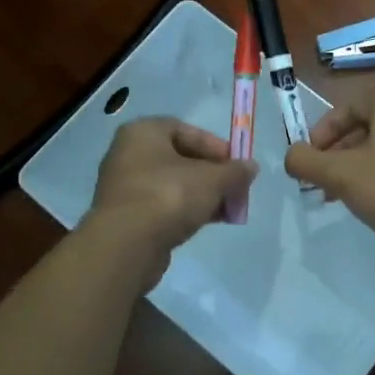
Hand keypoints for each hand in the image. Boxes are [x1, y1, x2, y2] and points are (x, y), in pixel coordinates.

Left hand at [85, 118, 256, 278]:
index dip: (214, 145)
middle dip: (212, 174)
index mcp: (143, 132)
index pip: (185, 129)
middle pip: (180, 158)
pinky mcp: (126, 216)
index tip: (235, 164)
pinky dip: (184, 210)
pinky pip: (161, 206)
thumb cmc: (169, 196)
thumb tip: (251, 167)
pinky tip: (206, 222)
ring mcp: (124, 186)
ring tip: (227, 210)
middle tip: (234, 188)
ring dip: (202, 195)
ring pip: (172, 184)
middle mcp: (128, 154)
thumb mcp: (212, 180)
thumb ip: (235, 171)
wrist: (127, 244)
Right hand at [284, 85, 374, 270]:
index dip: (322, 134)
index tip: (310, 161)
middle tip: (325, 182)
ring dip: (362, 165)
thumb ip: (307, 161)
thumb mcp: (341, 176)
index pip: (348, 108)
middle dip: (341, 154)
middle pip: (369, 125)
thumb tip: (291, 155)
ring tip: (347, 195)